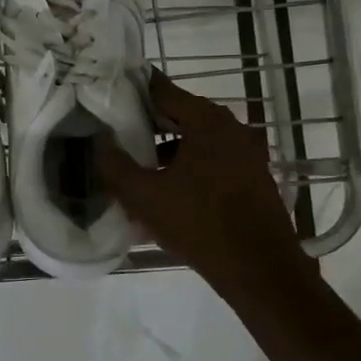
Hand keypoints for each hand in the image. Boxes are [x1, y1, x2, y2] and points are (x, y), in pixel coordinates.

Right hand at [97, 70, 313, 297]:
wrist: (261, 271)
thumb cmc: (199, 225)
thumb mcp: (144, 197)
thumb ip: (115, 165)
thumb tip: (99, 140)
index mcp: (206, 120)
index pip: (162, 90)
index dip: (132, 90)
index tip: (107, 95)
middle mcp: (231, 126)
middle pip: (180, 112)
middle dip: (148, 121)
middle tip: (116, 130)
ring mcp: (246, 151)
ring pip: (197, 137)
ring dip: (168, 146)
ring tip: (139, 163)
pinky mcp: (253, 175)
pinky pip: (213, 157)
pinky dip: (189, 162)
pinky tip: (169, 187)